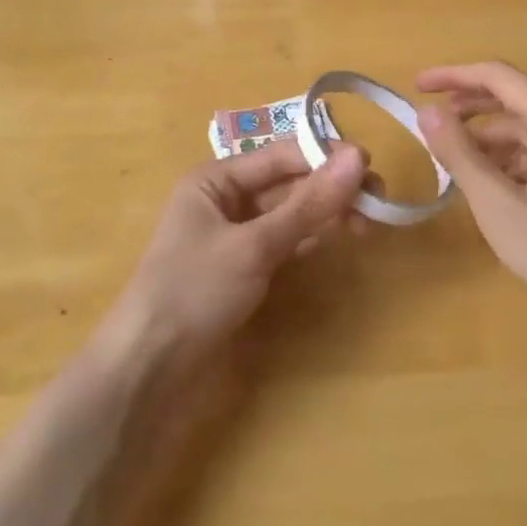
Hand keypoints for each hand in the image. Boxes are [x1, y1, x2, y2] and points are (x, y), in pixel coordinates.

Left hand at [108, 142, 366, 364]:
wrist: (148, 371)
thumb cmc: (194, 292)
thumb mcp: (254, 245)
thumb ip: (309, 204)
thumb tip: (359, 157)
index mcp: (216, 178)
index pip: (282, 154)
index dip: (325, 156)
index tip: (372, 166)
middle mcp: (227, 198)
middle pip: (289, 182)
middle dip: (331, 187)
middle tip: (378, 200)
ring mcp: (237, 234)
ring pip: (292, 211)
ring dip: (327, 212)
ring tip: (369, 221)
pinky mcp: (246, 267)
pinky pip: (287, 239)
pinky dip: (313, 236)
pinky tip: (342, 237)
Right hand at [418, 62, 526, 333]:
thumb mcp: (498, 204)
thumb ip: (459, 153)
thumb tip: (427, 111)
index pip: (498, 76)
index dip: (453, 76)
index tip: (416, 85)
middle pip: (514, 98)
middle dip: (468, 105)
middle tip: (428, 118)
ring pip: (526, 128)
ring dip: (487, 138)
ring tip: (450, 158)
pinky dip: (508, 159)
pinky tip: (487, 183)